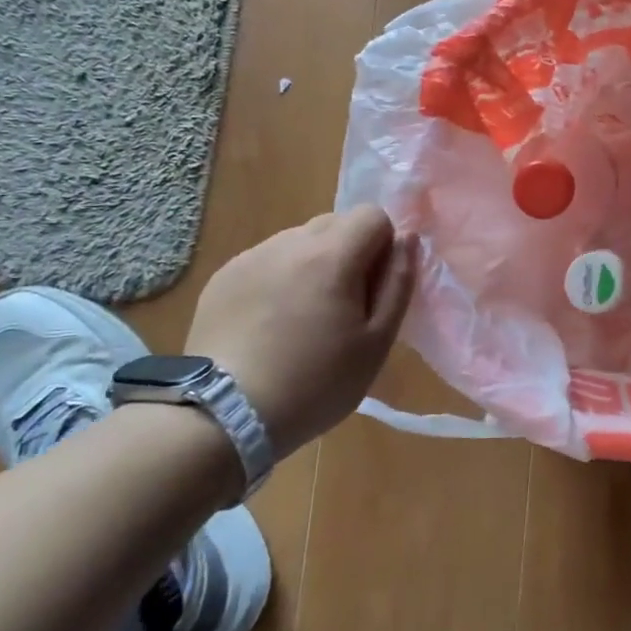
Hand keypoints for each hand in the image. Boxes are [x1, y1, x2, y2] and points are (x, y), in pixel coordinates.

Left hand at [185, 206, 415, 452]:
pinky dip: (279, 278)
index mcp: (331, 255)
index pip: (372, 214)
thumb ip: (398, 283)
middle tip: (343, 305)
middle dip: (349, 252)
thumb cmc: (315, 383)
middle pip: (334, 222)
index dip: (382, 245)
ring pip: (299, 241)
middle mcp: (289, 243)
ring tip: (303, 318)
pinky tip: (270, 324)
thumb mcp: (377, 342)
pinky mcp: (223, 277)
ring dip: (313, 264)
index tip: (374, 287)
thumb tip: (408, 239)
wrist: (224, 415)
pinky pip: (266, 260)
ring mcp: (250, 257)